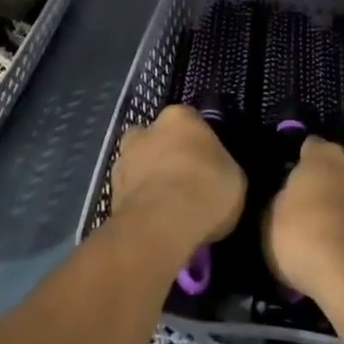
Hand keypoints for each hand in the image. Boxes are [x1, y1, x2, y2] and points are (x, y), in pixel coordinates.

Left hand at [109, 105, 246, 257]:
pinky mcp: (110, 193)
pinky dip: (139, 204)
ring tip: (167, 208)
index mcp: (179, 117)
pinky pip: (130, 194)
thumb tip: (215, 174)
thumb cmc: (205, 190)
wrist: (161, 226)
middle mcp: (146, 130)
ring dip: (148, 180)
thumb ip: (220, 167)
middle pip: (156, 138)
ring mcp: (123, 160)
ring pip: (138, 165)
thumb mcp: (234, 177)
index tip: (207, 163)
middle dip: (165, 155)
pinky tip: (154, 223)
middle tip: (183, 182)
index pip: (189, 121)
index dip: (198, 142)